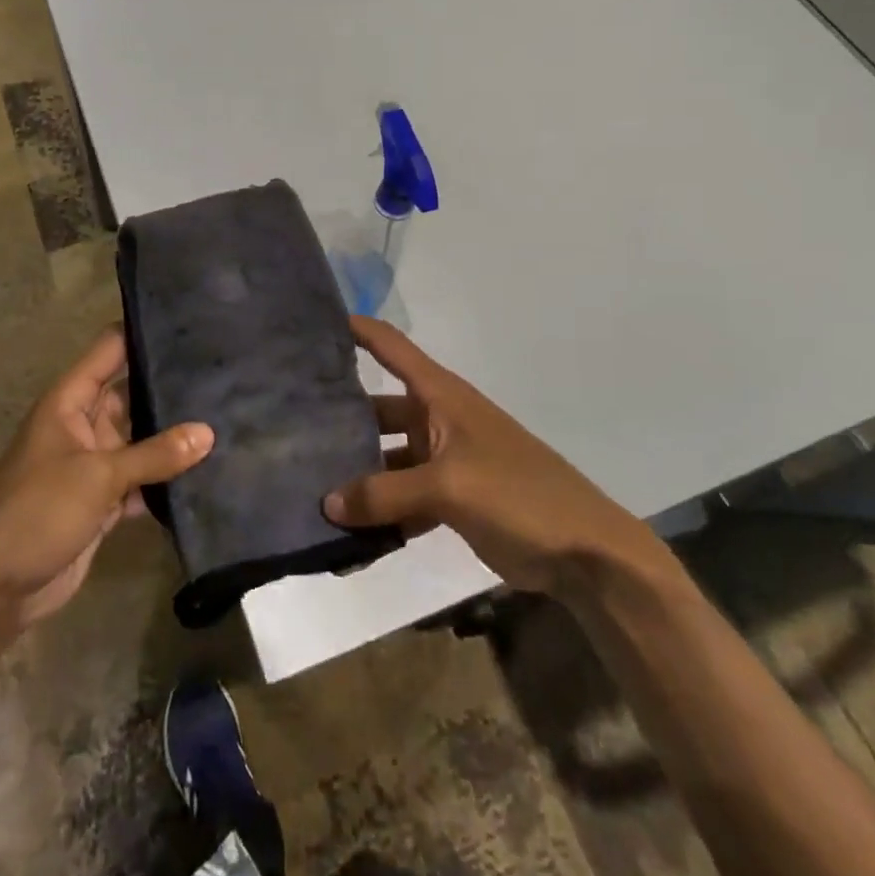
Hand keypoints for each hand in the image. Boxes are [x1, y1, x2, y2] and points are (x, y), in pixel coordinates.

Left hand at [0, 327, 212, 627]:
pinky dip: (166, 479)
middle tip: (225, 370)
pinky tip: (208, 471)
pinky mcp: (103, 502)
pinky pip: (141, 480)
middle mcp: (83, 425)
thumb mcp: (97, 476)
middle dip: (170, 385)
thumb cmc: (36, 513)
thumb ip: (154, 454)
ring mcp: (94, 465)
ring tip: (228, 413)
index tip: (190, 321)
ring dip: (173, 436)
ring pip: (141, 439)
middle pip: (131, 393)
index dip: (143, 332)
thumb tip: (209, 432)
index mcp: (69, 402)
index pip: (110, 350)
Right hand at [324, 317, 660, 591]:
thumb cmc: (519, 494)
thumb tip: (326, 503)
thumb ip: (385, 493)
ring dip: (356, 471)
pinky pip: (402, 497)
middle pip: (378, 407)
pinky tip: (346, 529)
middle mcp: (437, 419)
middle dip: (340, 415)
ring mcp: (443, 460)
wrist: (585, 551)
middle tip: (289, 425)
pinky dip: (379, 510)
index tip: (312, 324)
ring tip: (306, 480)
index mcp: (441, 396)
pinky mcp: (450, 498)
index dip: (355, 329)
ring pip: (386, 457)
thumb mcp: (449, 486)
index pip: (390, 346)